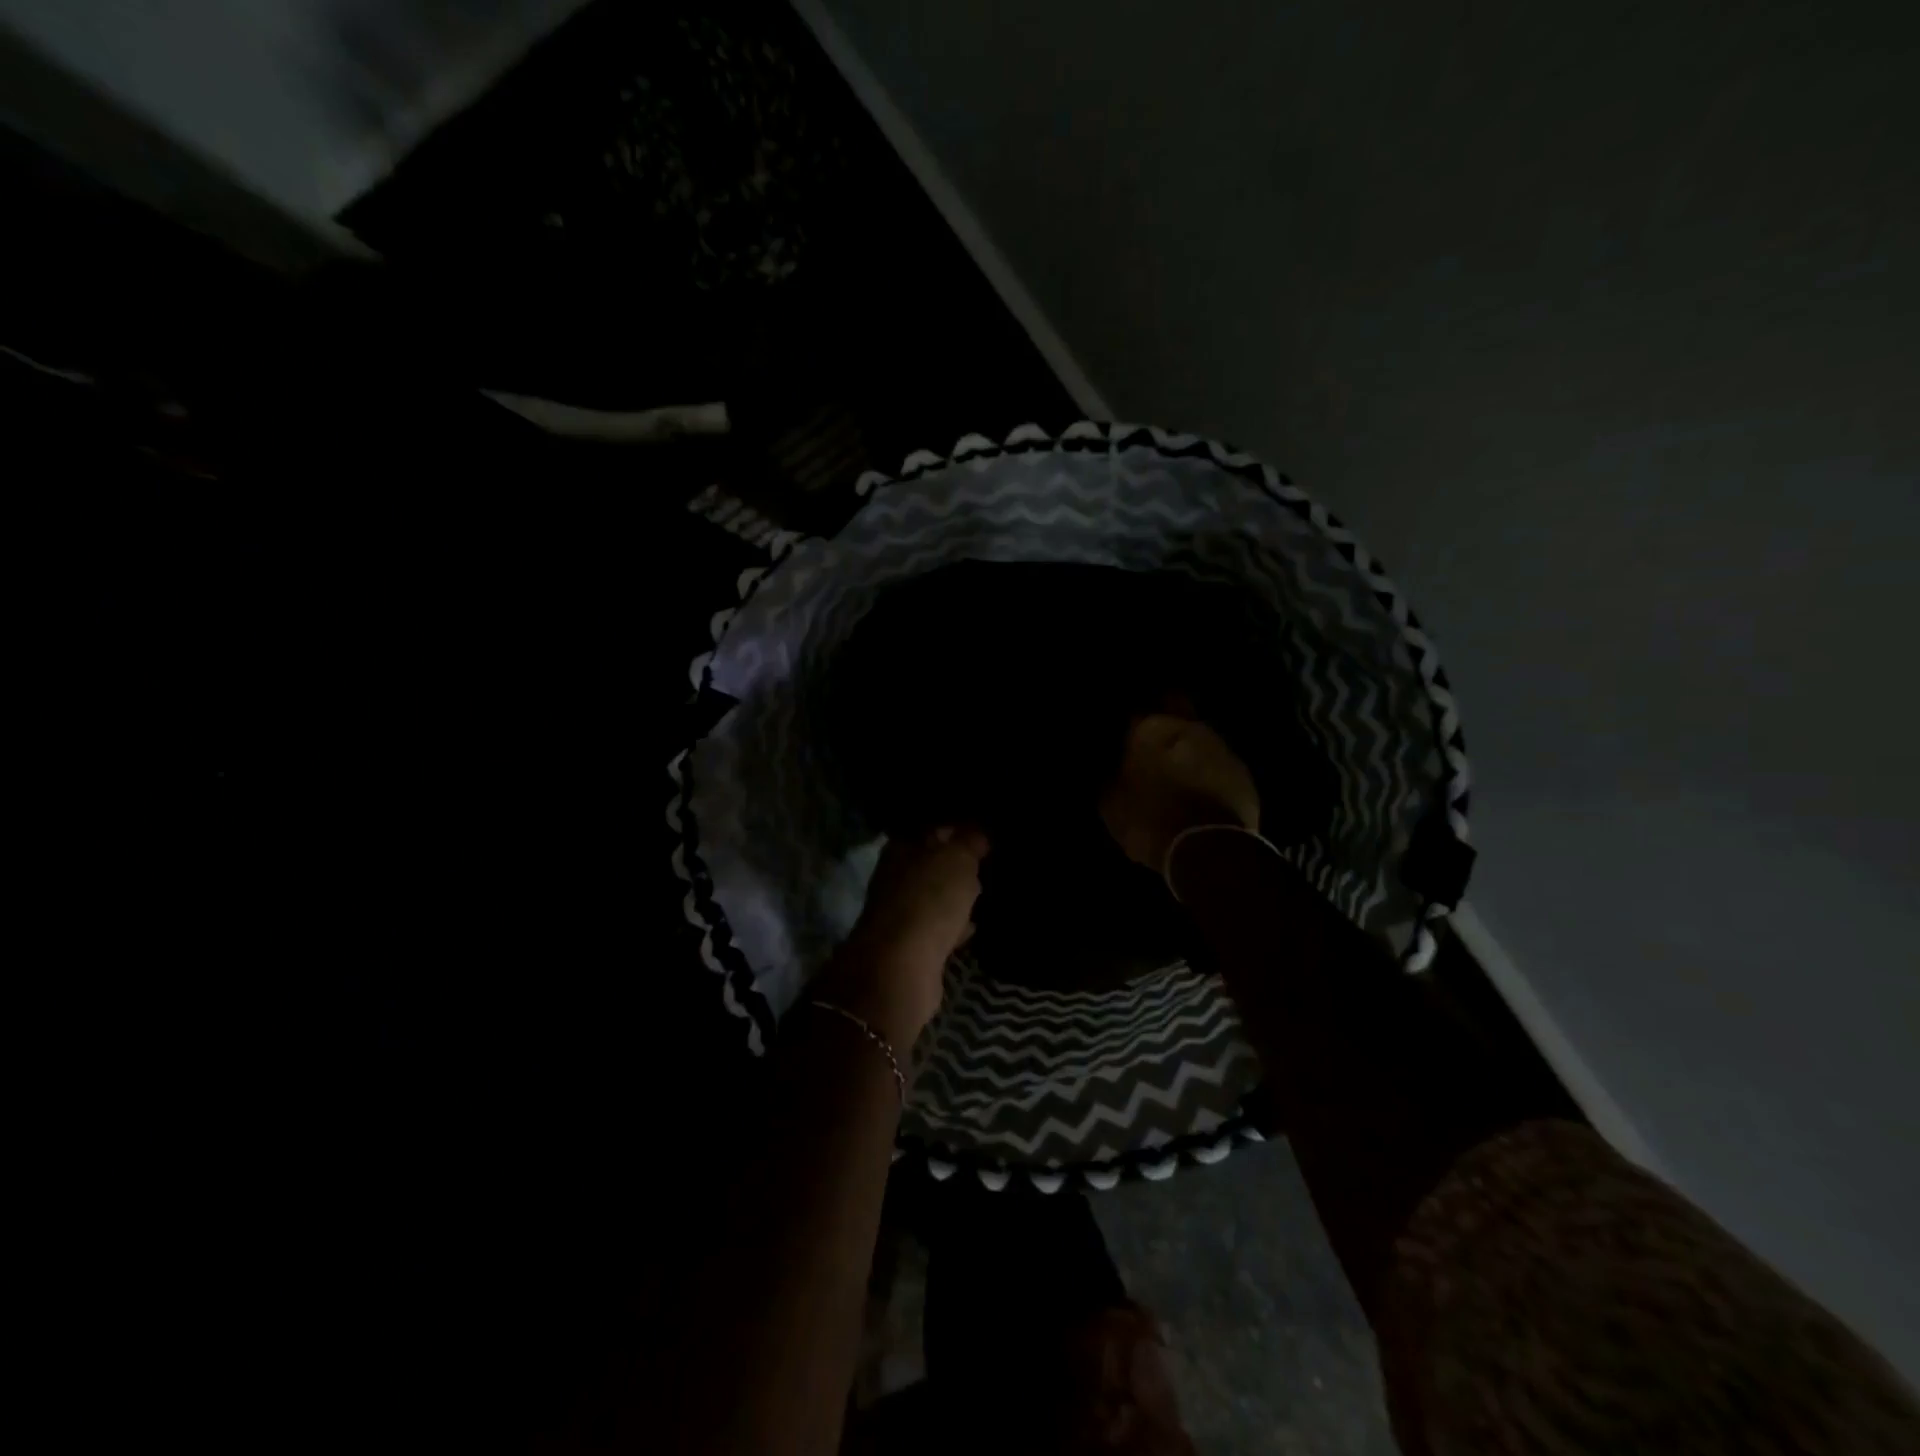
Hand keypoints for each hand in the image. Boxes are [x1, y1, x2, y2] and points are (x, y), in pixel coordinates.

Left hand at [823, 826, 987, 1046]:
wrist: (902, 966)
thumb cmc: (929, 899)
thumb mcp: (958, 859)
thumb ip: (969, 842)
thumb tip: (978, 833)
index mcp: (900, 848)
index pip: (931, 829)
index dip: (957, 829)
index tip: (983, 835)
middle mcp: (894, 876)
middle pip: (930, 864)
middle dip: (956, 865)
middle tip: (985, 864)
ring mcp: (899, 912)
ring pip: (933, 896)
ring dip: (954, 896)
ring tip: (983, 893)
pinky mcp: (909, 945)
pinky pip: (937, 927)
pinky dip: (953, 925)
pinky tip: (972, 926)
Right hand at [1100, 714, 1259, 873]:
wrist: (1209, 853)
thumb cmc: (1150, 822)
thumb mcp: (1112, 805)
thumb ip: (1111, 779)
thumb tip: (1113, 772)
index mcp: (1151, 729)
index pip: (1136, 712)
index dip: (1131, 726)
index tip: (1125, 739)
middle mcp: (1190, 728)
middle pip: (1177, 709)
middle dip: (1167, 719)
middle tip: (1153, 743)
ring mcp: (1222, 749)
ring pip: (1201, 738)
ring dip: (1190, 750)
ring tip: (1178, 771)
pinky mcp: (1244, 776)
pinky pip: (1219, 767)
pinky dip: (1209, 774)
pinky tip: (1200, 792)